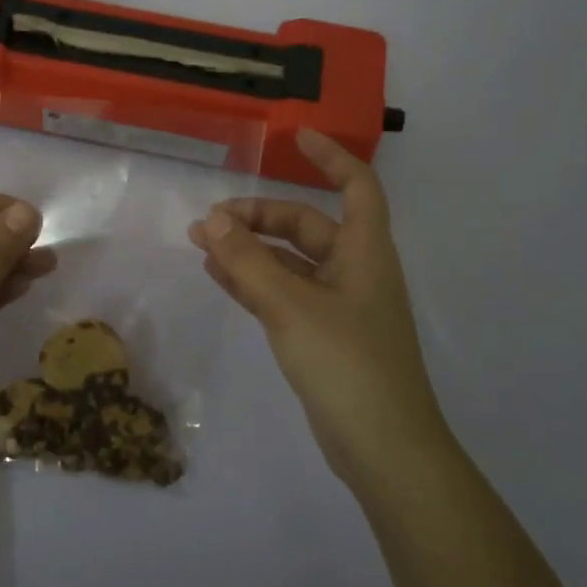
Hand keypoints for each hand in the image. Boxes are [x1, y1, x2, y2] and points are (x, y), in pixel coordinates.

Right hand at [188, 129, 444, 486]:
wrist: (384, 450)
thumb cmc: (347, 364)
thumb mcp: (291, 307)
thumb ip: (249, 261)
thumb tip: (212, 219)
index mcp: (364, 252)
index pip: (357, 186)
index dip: (331, 157)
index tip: (297, 137)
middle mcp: (354, 271)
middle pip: (307, 225)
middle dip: (260, 217)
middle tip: (210, 222)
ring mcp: (339, 306)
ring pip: (290, 262)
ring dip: (250, 250)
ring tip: (202, 244)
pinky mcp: (324, 336)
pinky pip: (284, 294)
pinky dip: (254, 282)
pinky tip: (218, 276)